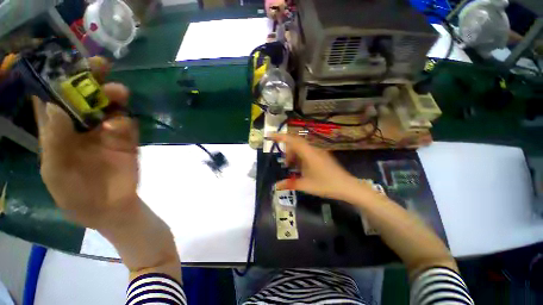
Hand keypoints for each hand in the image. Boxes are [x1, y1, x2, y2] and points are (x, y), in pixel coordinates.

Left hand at [35, 59, 138, 228]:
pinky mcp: (127, 140)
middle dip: (91, 80)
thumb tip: (54, 107)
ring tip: (118, 92)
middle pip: (85, 97)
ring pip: (110, 107)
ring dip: (114, 96)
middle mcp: (81, 127)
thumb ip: (54, 141)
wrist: (111, 208)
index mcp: (57, 132)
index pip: (54, 100)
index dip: (56, 80)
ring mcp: (106, 133)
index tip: (63, 62)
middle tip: (100, 65)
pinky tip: (120, 126)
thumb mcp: (56, 172)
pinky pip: (127, 124)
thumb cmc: (76, 196)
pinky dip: (125, 121)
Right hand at [272, 134, 364, 200]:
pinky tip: (302, 168)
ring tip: (293, 168)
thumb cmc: (326, 185)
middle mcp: (314, 149)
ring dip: (294, 155)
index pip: (293, 140)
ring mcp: (319, 151)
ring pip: (302, 148)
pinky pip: (308, 152)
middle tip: (286, 164)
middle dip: (288, 151)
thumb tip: (276, 186)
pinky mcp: (322, 155)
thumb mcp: (306, 185)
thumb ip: (290, 184)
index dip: (281, 136)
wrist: (347, 186)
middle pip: (296, 143)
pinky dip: (301, 157)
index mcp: (309, 154)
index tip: (270, 135)